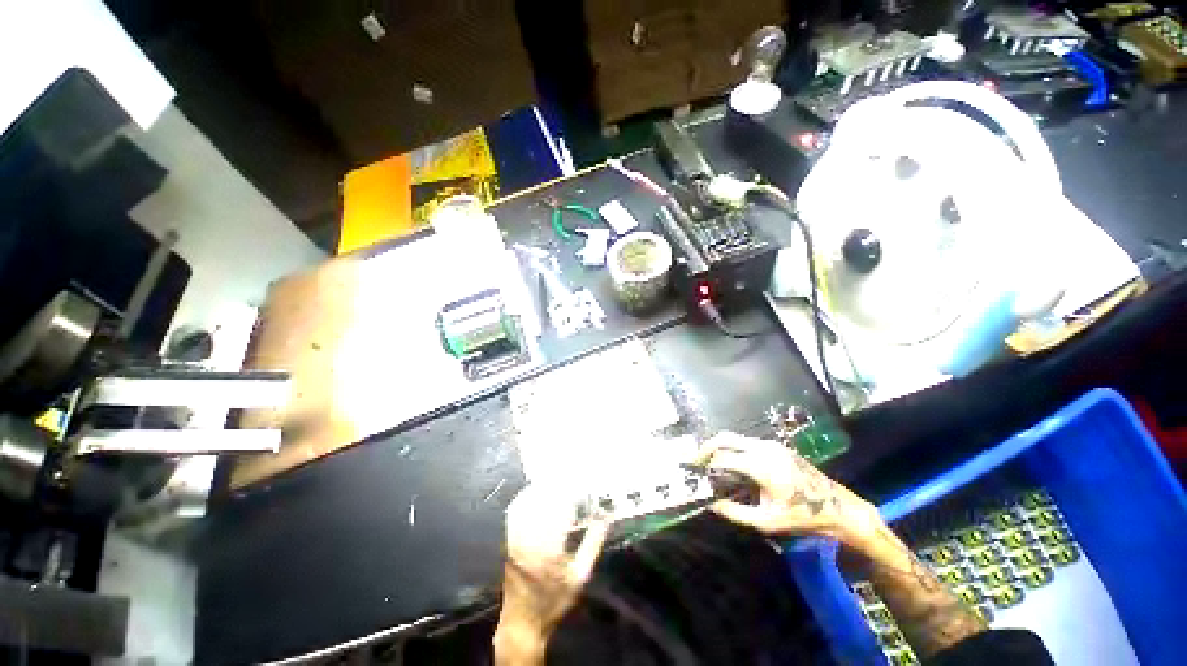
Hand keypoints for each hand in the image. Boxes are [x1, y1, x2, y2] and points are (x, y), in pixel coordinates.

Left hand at [495, 484, 608, 663]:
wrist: (522, 623)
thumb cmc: (555, 601)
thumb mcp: (580, 576)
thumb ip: (593, 544)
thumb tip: (605, 518)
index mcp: (551, 549)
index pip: (562, 509)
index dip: (572, 492)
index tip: (583, 482)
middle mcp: (531, 540)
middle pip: (544, 501)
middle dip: (558, 485)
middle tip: (572, 476)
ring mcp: (516, 538)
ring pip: (529, 502)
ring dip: (542, 488)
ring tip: (556, 479)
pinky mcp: (508, 539)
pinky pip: (515, 511)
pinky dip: (526, 497)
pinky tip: (535, 491)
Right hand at [694, 432, 884, 553]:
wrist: (838, 506)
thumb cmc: (803, 517)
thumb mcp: (767, 521)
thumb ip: (735, 512)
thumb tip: (710, 503)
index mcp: (762, 466)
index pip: (723, 458)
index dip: (705, 464)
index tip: (692, 471)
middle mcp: (764, 448)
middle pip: (726, 438)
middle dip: (706, 447)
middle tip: (695, 461)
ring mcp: (771, 445)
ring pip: (735, 438)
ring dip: (719, 447)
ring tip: (709, 463)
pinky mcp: (775, 446)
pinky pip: (746, 442)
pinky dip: (732, 449)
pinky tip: (730, 463)